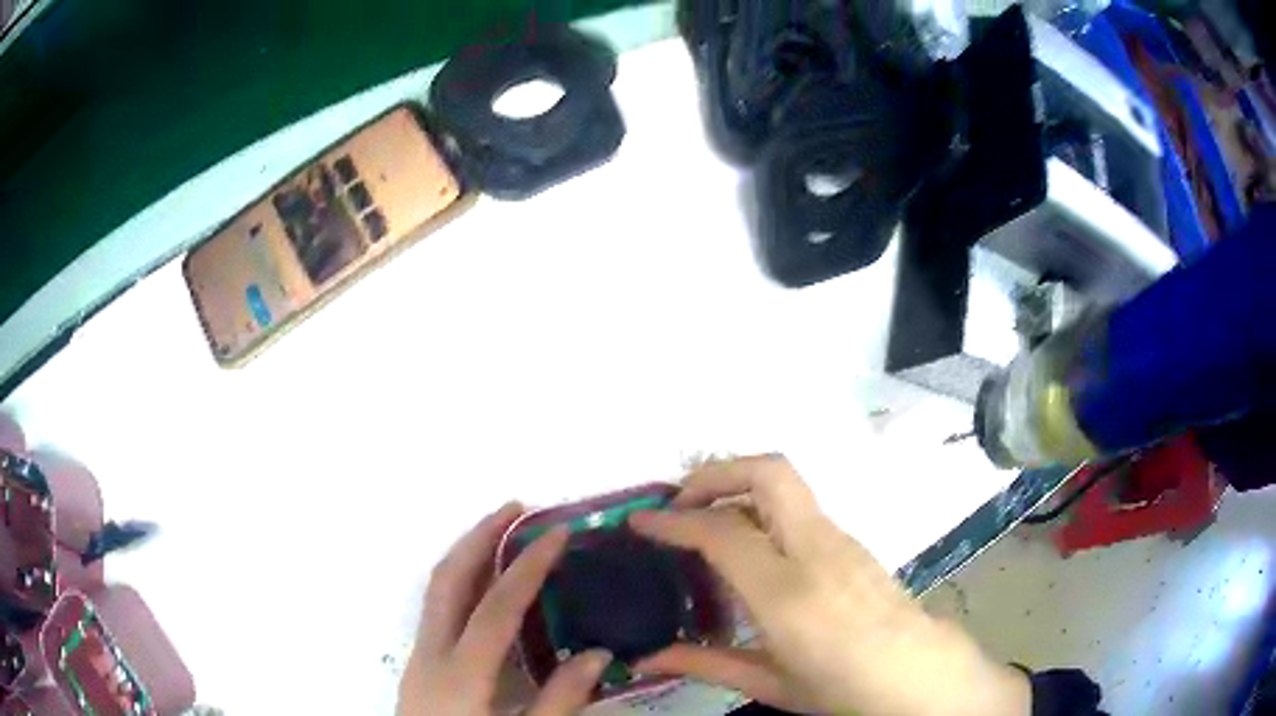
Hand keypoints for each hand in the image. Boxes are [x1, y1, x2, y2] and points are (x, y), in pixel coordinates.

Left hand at [398, 503, 613, 715]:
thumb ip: (561, 700)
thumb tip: (598, 653)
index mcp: (461, 672)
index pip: (498, 605)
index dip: (528, 565)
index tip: (556, 532)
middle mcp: (431, 652)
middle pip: (448, 579)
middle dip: (479, 536)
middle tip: (515, 508)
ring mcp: (418, 656)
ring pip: (436, 589)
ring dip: (467, 554)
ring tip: (501, 535)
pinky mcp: (419, 665)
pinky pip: (437, 607)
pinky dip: (460, 583)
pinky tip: (483, 591)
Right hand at [629, 455, 1029, 715]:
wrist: (917, 673)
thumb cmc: (843, 686)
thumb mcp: (771, 684)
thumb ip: (706, 664)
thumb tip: (647, 658)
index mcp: (787, 592)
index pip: (721, 531)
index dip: (673, 520)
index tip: (641, 521)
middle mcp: (815, 549)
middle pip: (767, 472)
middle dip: (716, 473)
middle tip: (680, 501)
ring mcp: (839, 539)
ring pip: (784, 484)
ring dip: (739, 488)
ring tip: (706, 524)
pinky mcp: (851, 541)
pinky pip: (797, 509)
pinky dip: (761, 510)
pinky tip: (751, 551)